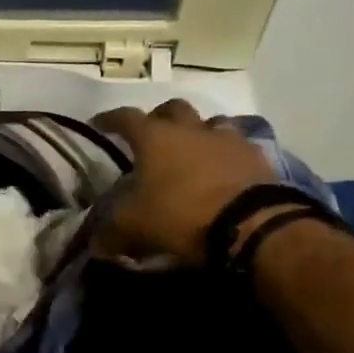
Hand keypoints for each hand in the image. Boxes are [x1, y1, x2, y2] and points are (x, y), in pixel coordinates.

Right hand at [94, 100, 281, 263]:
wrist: (251, 224)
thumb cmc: (180, 215)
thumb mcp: (134, 226)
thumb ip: (110, 231)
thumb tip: (97, 244)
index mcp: (154, 137)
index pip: (125, 117)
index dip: (109, 119)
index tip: (99, 124)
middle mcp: (190, 129)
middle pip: (172, 108)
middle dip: (159, 117)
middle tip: (151, 134)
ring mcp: (227, 139)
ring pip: (209, 122)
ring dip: (197, 132)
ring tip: (192, 150)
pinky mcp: (256, 157)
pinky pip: (237, 146)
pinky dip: (225, 154)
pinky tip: (223, 170)